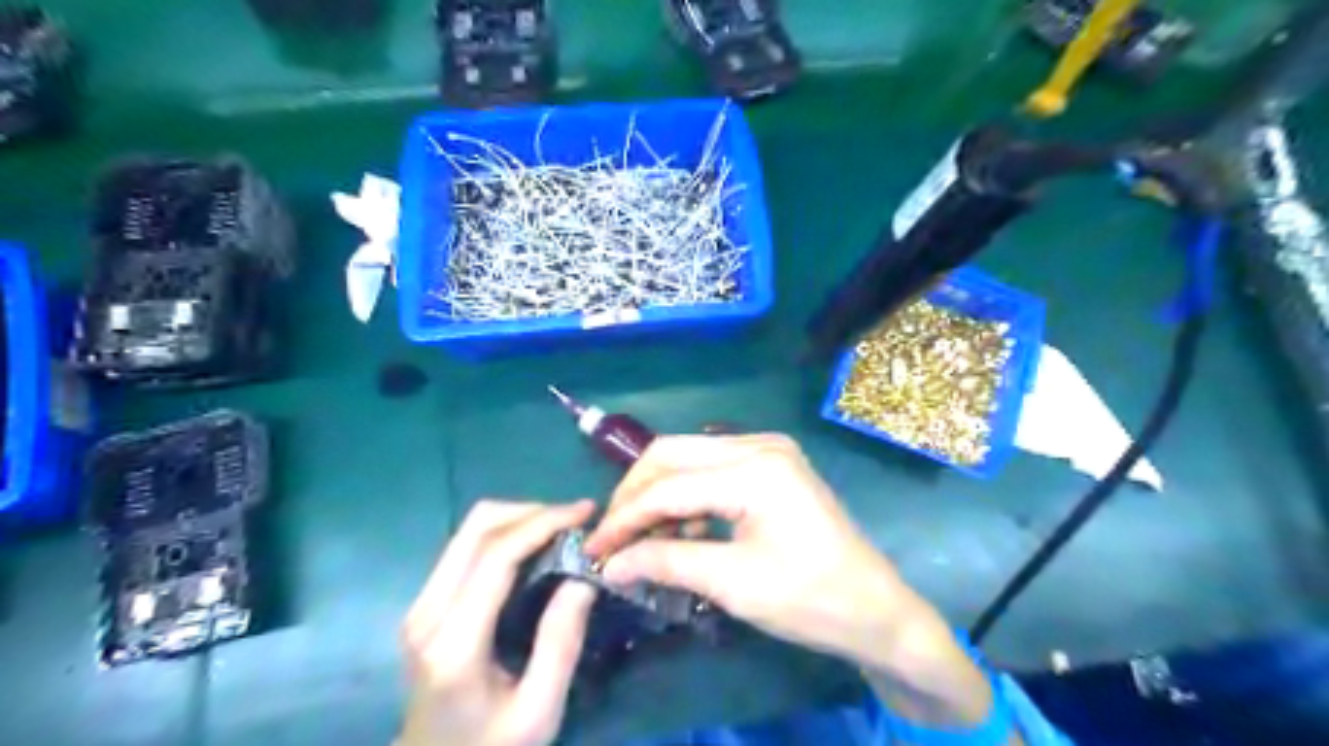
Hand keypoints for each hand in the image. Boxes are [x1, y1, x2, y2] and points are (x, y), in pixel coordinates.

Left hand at [396, 498, 598, 744]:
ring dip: (519, 517)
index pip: (496, 555)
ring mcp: (421, 604)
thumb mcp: (539, 711)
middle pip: (477, 527)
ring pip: (469, 529)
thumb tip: (583, 574)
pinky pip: (466, 545)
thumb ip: (561, 642)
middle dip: (533, 511)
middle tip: (577, 521)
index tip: (586, 512)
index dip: (543, 522)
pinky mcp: (426, 602)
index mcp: (454, 643)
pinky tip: (536, 546)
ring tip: (562, 530)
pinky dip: (505, 533)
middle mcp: (428, 612)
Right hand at [585, 432, 990, 729]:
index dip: (625, 518)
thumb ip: (666, 563)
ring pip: (688, 457)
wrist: (876, 609)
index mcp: (756, 469)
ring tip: (638, 538)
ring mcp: (767, 450)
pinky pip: (711, 469)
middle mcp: (759, 444)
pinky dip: (686, 496)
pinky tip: (677, 531)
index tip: (594, 549)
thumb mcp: (734, 584)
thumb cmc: (812, 599)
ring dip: (658, 494)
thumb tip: (610, 564)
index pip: (669, 485)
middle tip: (612, 537)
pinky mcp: (770, 464)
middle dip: (635, 494)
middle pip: (672, 454)